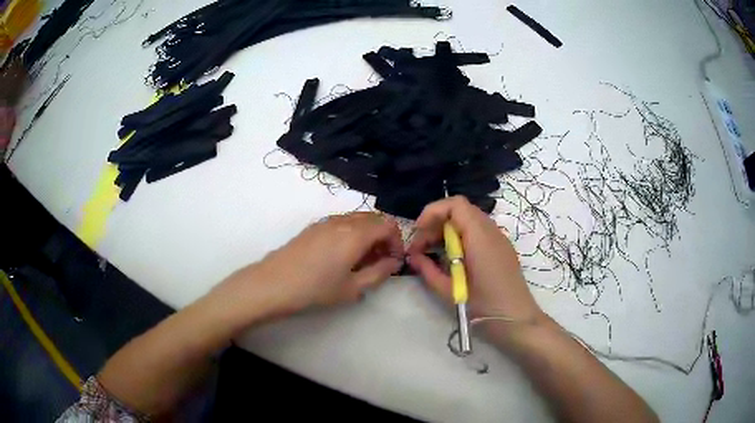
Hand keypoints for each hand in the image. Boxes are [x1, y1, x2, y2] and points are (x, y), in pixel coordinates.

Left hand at [223, 212, 402, 319]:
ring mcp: (326, 221)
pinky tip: (341, 256)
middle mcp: (343, 221)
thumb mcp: (352, 288)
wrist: (273, 283)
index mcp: (356, 234)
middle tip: (379, 262)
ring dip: (367, 235)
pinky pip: (341, 223)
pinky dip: (351, 233)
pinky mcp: (313, 227)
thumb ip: (379, 273)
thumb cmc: (315, 289)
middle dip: (383, 238)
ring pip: (357, 219)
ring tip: (360, 261)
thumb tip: (393, 262)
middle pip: (374, 219)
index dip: (397, 242)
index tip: (392, 262)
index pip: (389, 225)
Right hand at [407, 196, 542, 324]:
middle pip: (460, 211)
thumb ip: (428, 270)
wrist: (517, 321)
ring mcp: (499, 239)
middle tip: (420, 248)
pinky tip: (453, 259)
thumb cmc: (484, 307)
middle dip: (436, 224)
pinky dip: (460, 238)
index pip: (455, 205)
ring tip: (433, 254)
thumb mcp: (449, 291)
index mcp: (480, 237)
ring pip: (468, 221)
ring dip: (447, 231)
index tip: (418, 233)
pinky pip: (477, 232)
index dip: (432, 212)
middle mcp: (491, 231)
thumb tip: (413, 257)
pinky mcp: (501, 249)